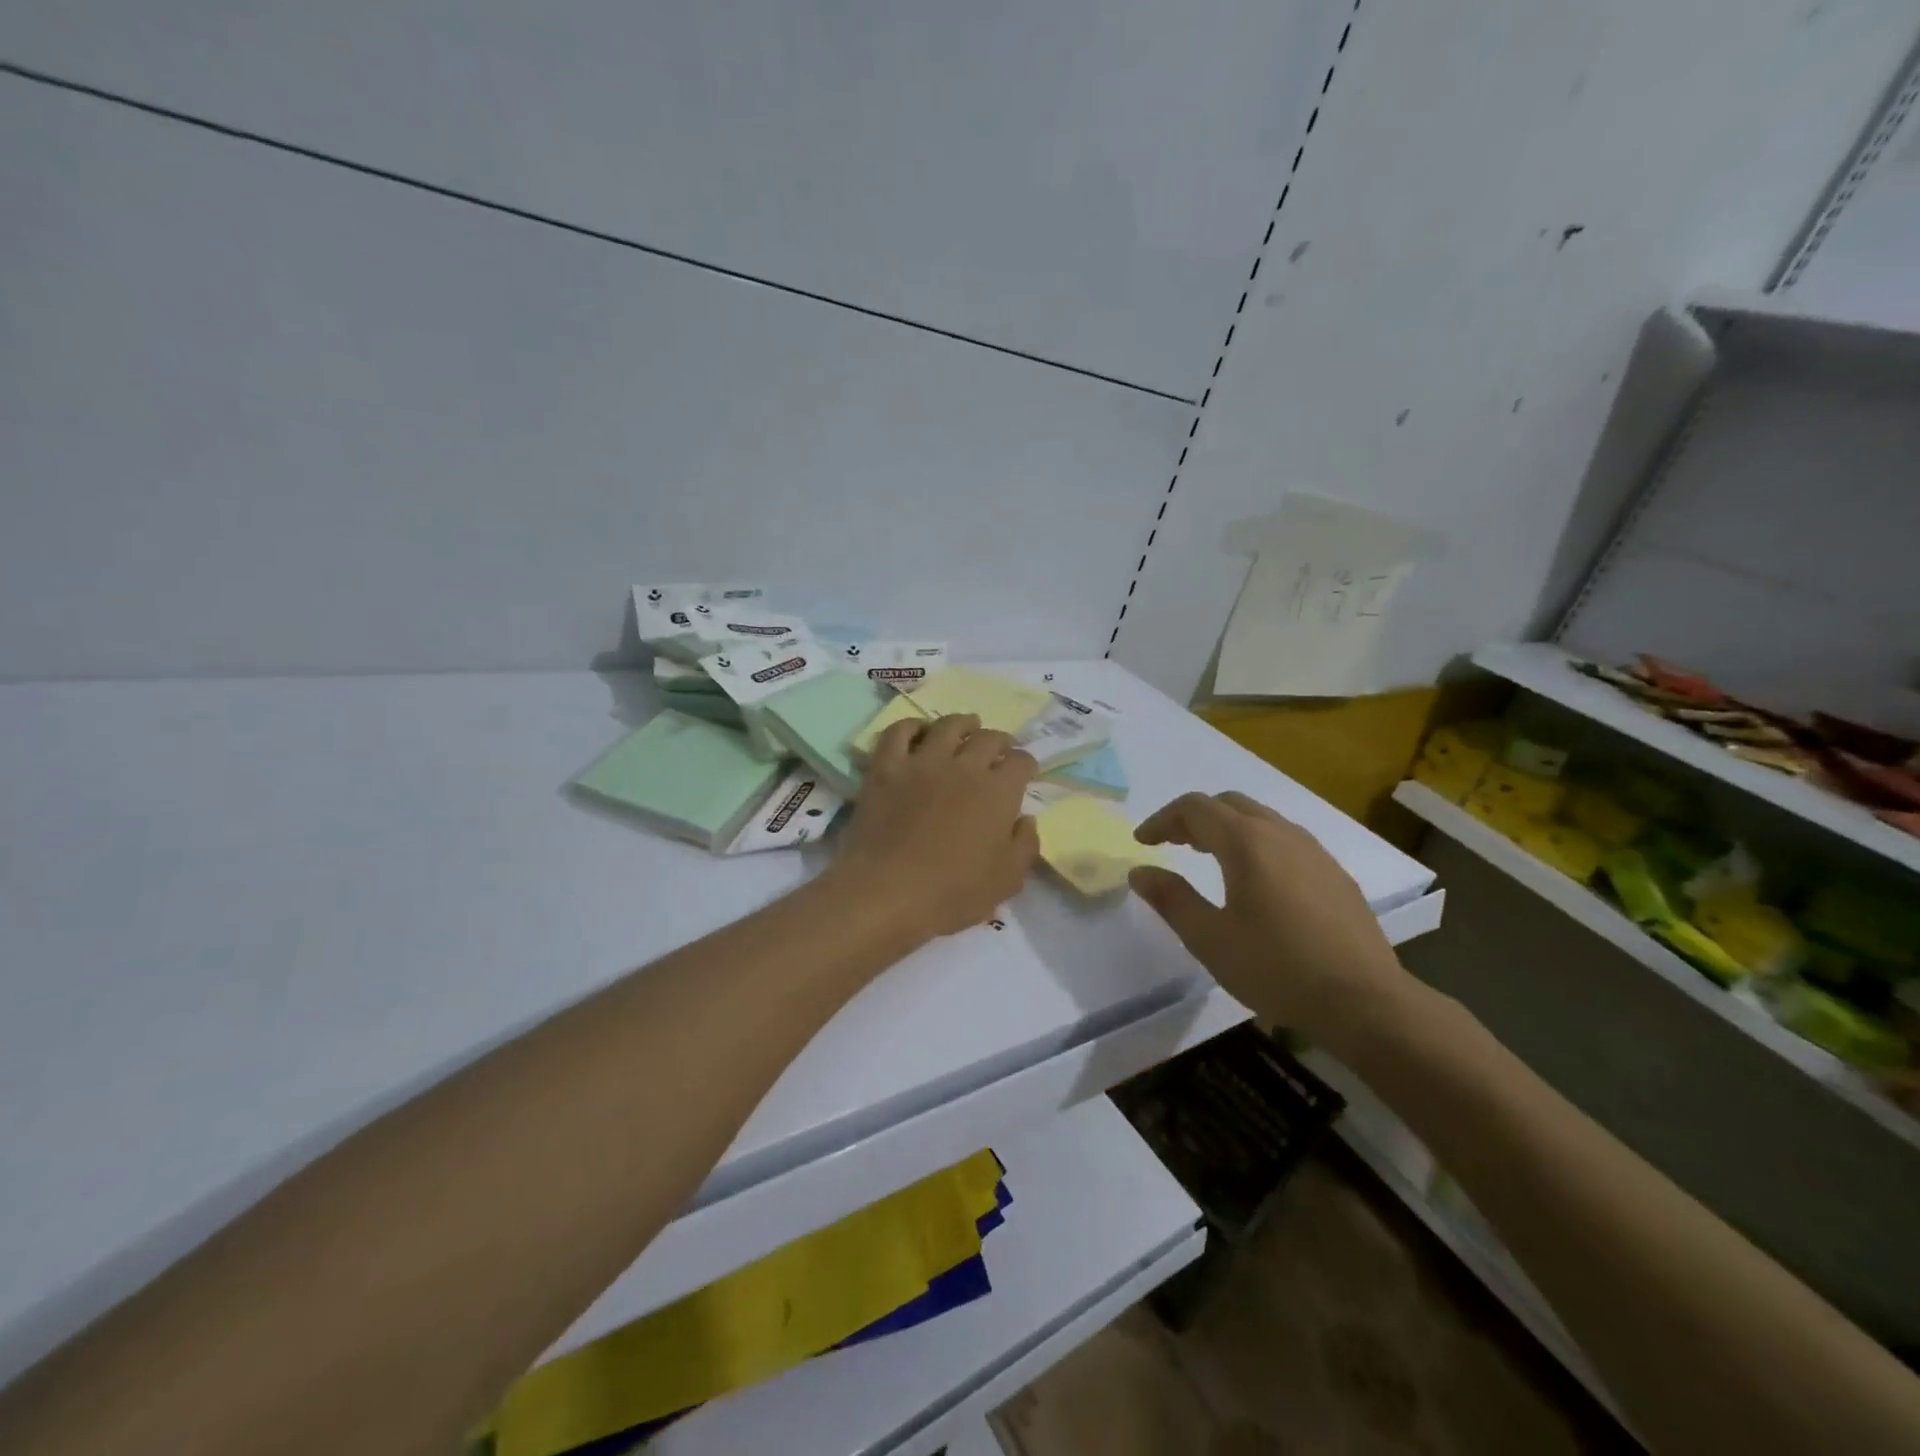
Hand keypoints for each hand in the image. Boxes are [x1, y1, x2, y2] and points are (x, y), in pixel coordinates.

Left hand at [833, 713, 1040, 939]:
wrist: (887, 891)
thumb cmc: (953, 892)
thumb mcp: (1007, 880)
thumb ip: (1025, 845)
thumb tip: (1025, 819)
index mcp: (998, 792)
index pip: (1021, 762)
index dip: (1027, 764)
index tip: (1025, 771)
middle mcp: (964, 766)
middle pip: (988, 738)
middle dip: (1001, 740)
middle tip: (1001, 748)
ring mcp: (922, 762)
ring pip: (948, 726)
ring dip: (963, 723)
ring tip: (967, 726)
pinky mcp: (886, 768)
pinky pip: (899, 732)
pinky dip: (911, 726)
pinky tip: (918, 730)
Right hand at [1129, 792, 1411, 1044]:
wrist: (1365, 1002)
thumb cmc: (1277, 968)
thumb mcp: (1210, 939)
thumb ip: (1171, 899)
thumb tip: (1140, 871)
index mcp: (1247, 842)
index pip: (1195, 808)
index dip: (1162, 819)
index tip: (1142, 842)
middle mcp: (1281, 834)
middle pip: (1229, 804)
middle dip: (1194, 818)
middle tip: (1173, 844)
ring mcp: (1314, 852)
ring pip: (1261, 819)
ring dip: (1227, 828)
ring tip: (1208, 857)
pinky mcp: (1335, 874)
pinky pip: (1286, 840)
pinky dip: (1256, 844)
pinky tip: (1256, 881)